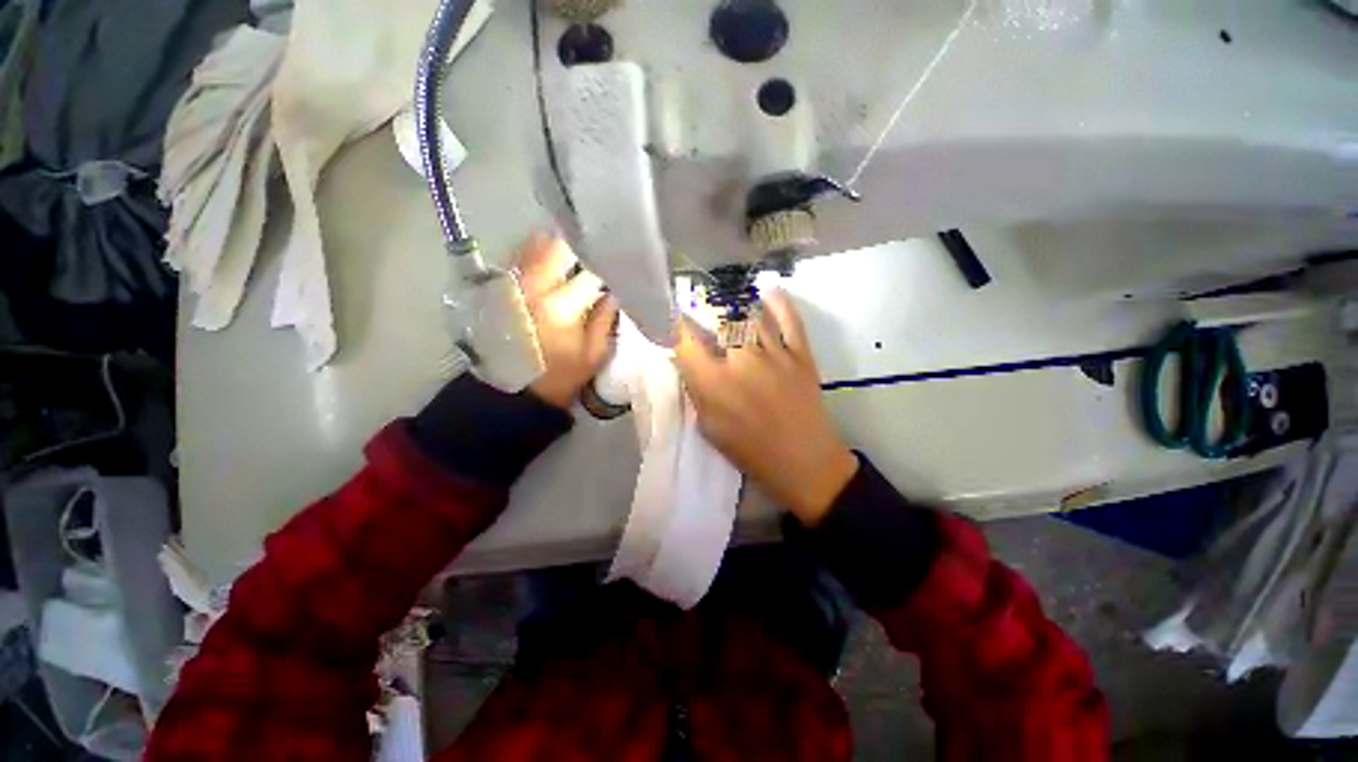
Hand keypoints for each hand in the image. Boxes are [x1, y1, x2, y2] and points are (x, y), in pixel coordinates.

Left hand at [516, 233, 618, 408]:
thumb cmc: (561, 375)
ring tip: (575, 262)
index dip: (607, 270)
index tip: (617, 272)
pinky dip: (539, 255)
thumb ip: (606, 319)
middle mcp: (533, 287)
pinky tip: (552, 269)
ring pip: (537, 245)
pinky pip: (521, 257)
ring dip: (560, 249)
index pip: (591, 272)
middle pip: (560, 246)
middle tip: (595, 262)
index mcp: (561, 307)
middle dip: (582, 251)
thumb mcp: (594, 354)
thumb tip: (614, 291)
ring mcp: (513, 284)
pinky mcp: (500, 287)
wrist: (516, 390)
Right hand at [674, 290, 857, 525]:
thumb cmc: (751, 451)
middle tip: (700, 307)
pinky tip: (768, 291)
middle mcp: (742, 360)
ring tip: (727, 303)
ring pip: (751, 315)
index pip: (687, 341)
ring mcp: (775, 354)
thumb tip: (687, 361)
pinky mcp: (801, 354)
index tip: (673, 320)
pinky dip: (779, 302)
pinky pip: (790, 319)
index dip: (676, 326)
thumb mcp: (710, 428)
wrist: (804, 462)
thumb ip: (696, 390)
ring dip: (735, 306)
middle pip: (719, 318)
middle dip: (705, 308)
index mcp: (715, 383)